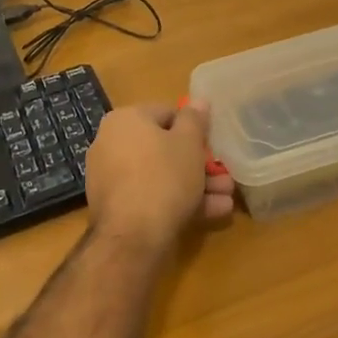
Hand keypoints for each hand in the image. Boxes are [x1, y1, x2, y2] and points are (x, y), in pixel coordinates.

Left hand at [85, 100, 235, 251]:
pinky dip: (177, 201)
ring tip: (226, 198)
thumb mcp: (188, 143)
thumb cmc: (164, 177)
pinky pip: (151, 196)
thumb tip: (198, 100)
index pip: (167, 113)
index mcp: (125, 119)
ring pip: (161, 175)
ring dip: (196, 185)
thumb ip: (195, 119)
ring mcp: (111, 177)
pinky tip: (211, 213)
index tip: (214, 145)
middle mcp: (111, 143)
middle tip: (225, 176)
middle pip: (165, 148)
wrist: (132, 237)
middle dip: (199, 164)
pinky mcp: (115, 207)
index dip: (195, 129)